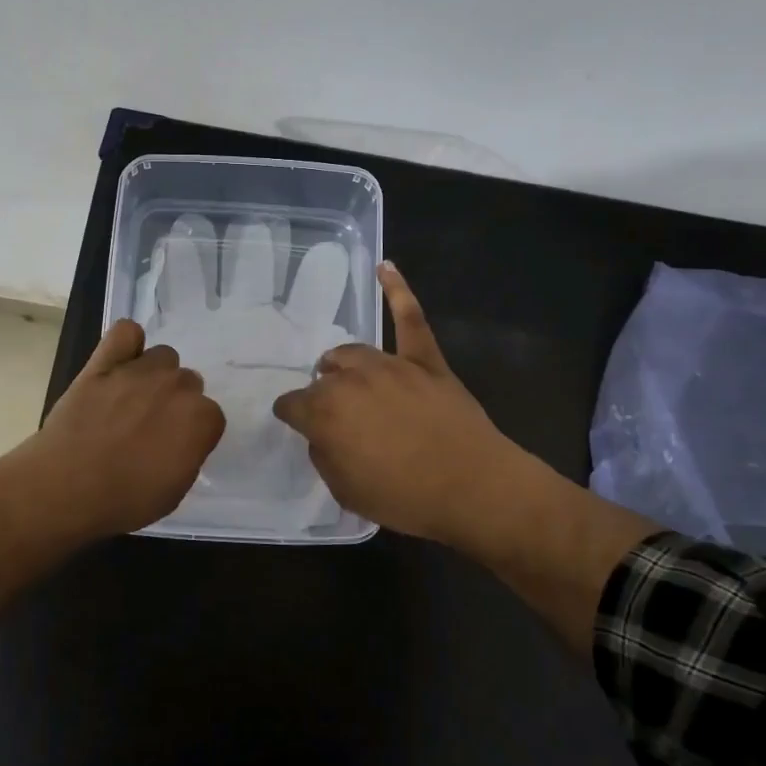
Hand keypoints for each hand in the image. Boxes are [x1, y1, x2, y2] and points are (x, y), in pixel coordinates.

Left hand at [24, 319, 227, 538]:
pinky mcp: (104, 362)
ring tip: (132, 398)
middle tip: (150, 427)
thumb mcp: (174, 492)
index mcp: (200, 420)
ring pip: (163, 357)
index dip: (193, 434)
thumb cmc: (124, 500)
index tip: (175, 449)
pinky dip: (128, 343)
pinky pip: (126, 331)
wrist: (64, 487)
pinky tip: (120, 362)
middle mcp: (177, 387)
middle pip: (188, 383)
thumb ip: (188, 455)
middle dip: (175, 403)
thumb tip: (182, 440)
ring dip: (155, 375)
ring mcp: (140, 370)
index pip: (211, 417)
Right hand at [271, 263, 527, 551]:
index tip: (297, 424)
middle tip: (335, 416)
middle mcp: (350, 380)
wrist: (473, 488)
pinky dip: (398, 291)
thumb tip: (324, 435)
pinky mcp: (426, 360)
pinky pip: (410, 318)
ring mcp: (390, 364)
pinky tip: (386, 268)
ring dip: (343, 364)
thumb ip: (325, 456)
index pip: (292, 405)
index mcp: (325, 412)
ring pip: (353, 352)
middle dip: (321, 394)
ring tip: (342, 372)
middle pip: (323, 378)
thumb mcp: (346, 491)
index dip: (292, 416)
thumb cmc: (405, 497)